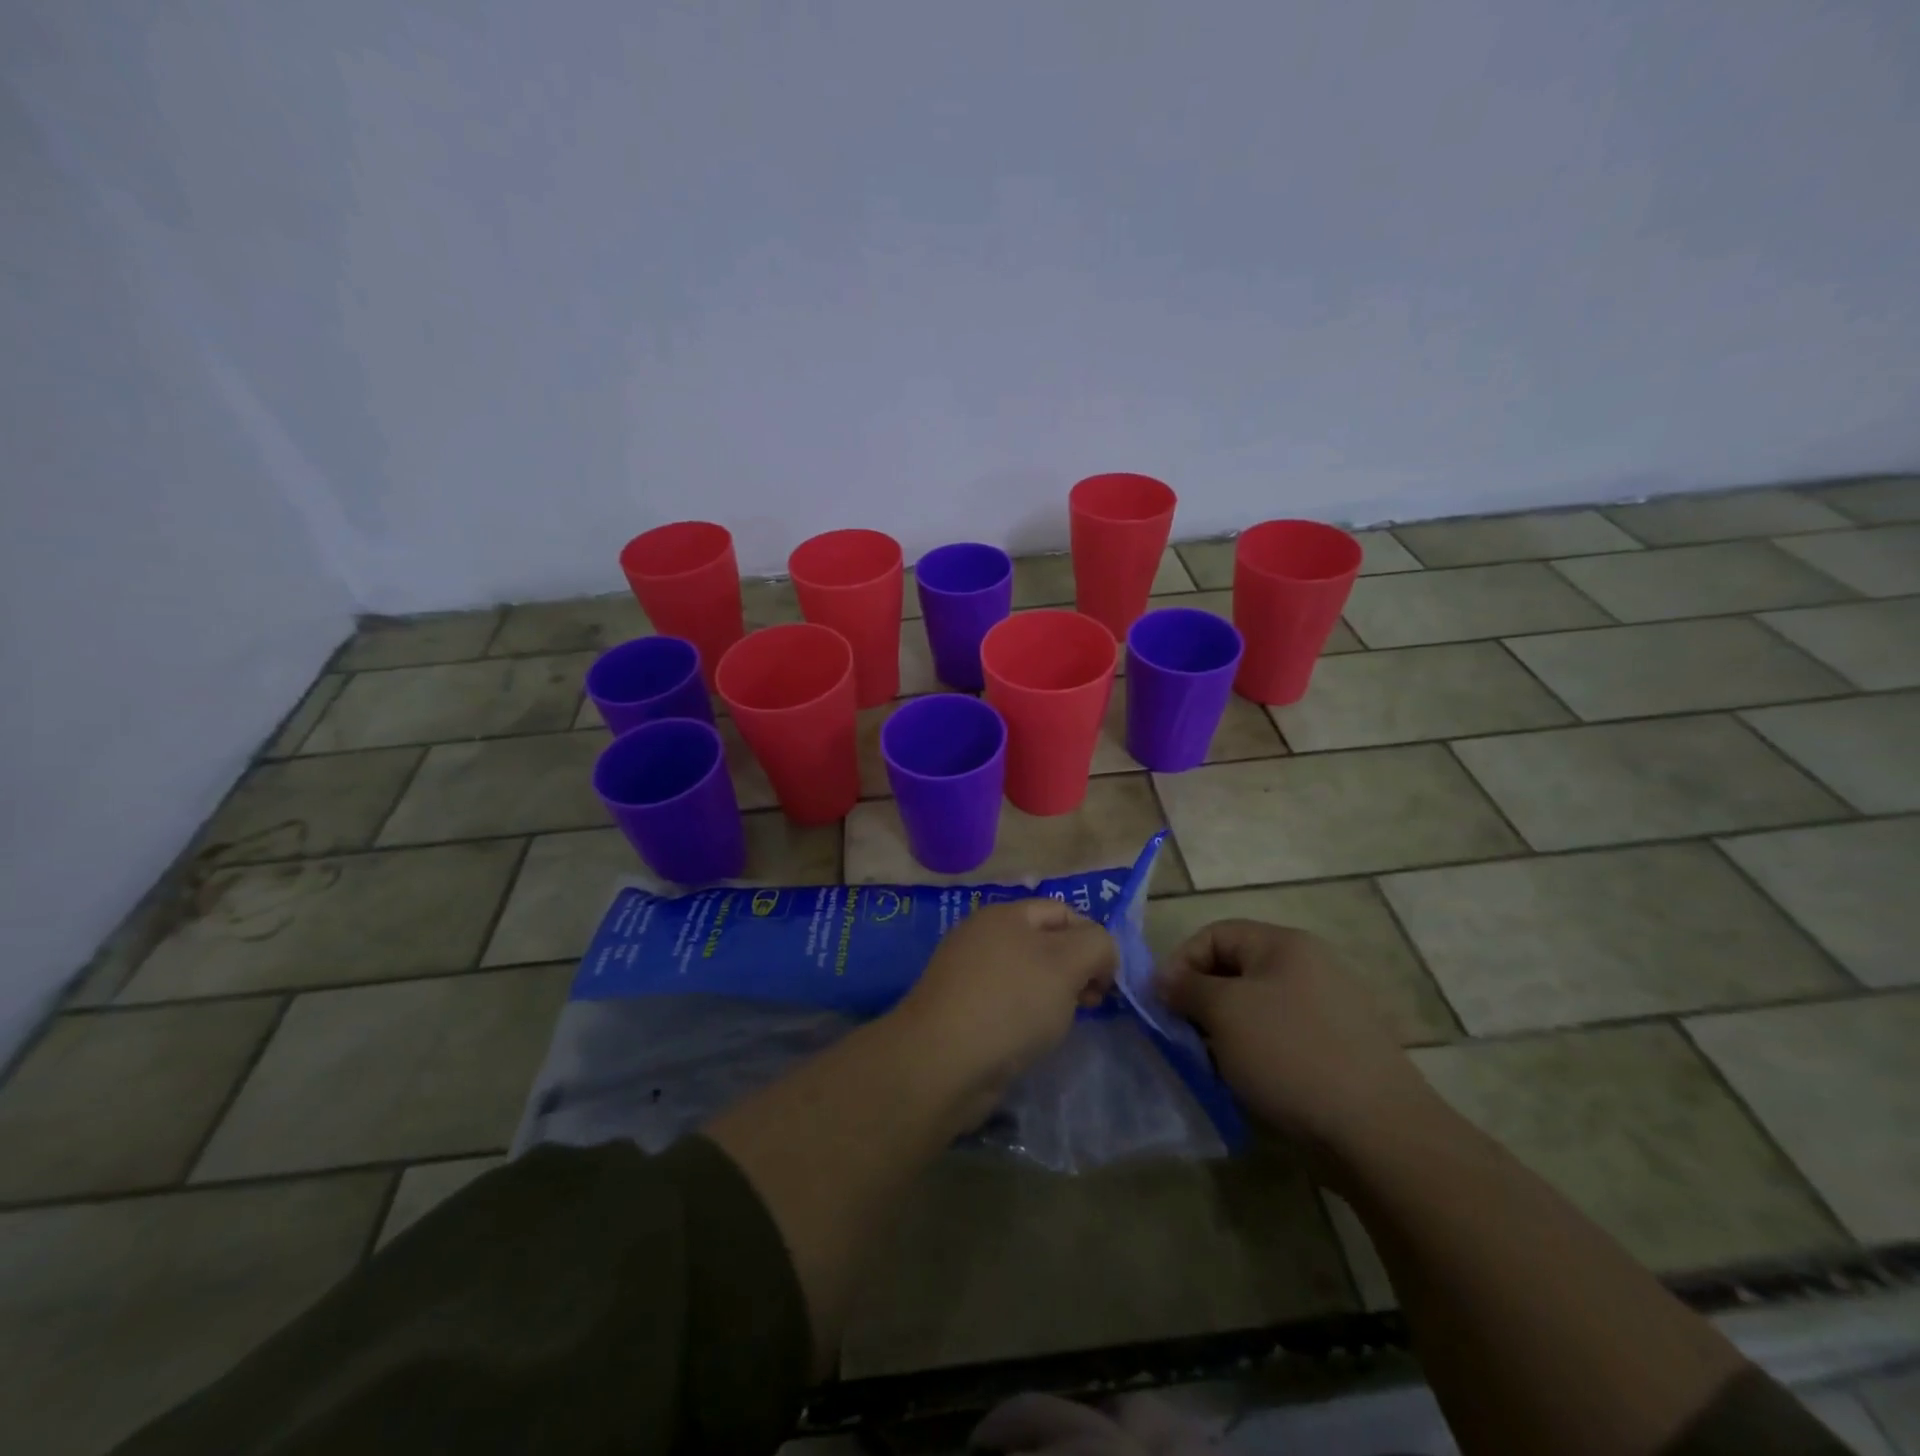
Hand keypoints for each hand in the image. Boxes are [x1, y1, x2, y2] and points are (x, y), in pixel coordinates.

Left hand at [893, 899, 1117, 1114]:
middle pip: (1045, 943)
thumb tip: (1100, 953)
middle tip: (1093, 1002)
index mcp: (1006, 915)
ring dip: (1054, 995)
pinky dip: (1027, 1016)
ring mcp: (969, 974)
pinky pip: (1007, 1003)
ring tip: (1064, 1023)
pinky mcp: (962, 1010)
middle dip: (1076, 969)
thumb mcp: (1067, 963)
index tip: (1108, 980)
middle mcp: (984, 937)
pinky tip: (1033, 1039)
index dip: (1093, 939)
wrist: (942, 1061)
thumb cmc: (1011, 1003)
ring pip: (1027, 976)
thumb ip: (1096, 945)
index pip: (1063, 911)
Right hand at [1157, 919, 1434, 1162]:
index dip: (1181, 962)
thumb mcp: (1224, 1011)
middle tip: (1183, 1035)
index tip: (1162, 1002)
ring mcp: (1329, 1010)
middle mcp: (1310, 967)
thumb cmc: (1290, 1055)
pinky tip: (1248, 1082)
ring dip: (1226, 1031)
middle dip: (1201, 1000)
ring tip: (1212, 1064)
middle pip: (1236, 970)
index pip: (1215, 934)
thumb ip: (1187, 987)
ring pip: (1256, 1008)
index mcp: (1285, 945)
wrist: (1377, 1133)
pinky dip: (1256, 1053)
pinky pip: (1281, 1038)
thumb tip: (1164, 979)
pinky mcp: (1339, 1050)